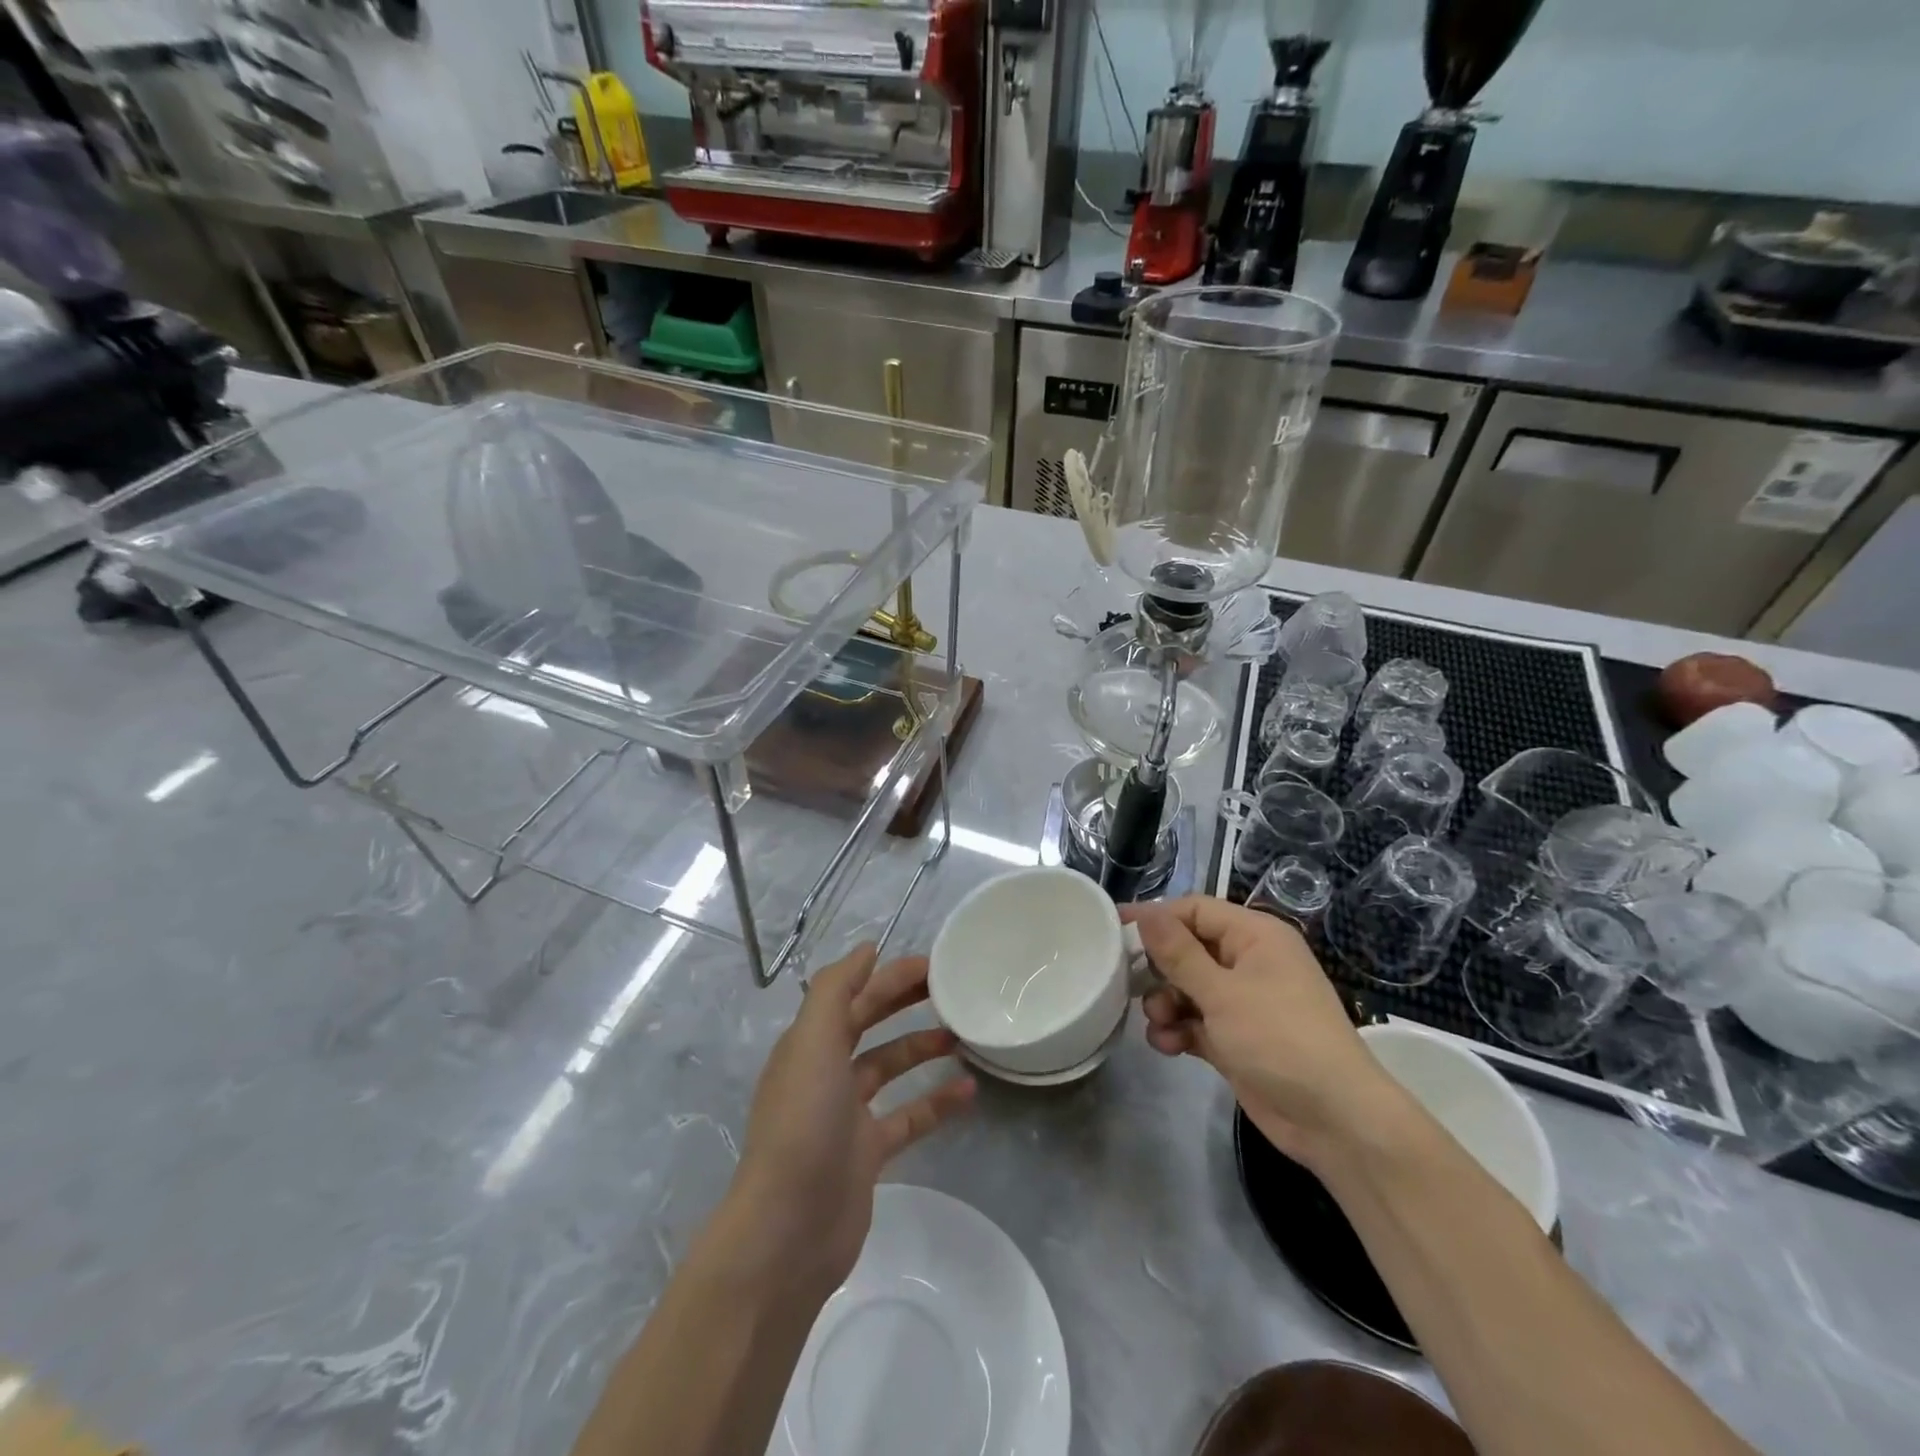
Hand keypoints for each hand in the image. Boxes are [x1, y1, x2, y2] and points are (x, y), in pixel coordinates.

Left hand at [730, 945, 974, 1300]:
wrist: (788, 1231)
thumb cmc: (802, 1124)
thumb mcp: (813, 1043)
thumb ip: (836, 990)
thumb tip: (867, 949)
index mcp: (810, 1044)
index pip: (854, 994)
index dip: (889, 975)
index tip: (932, 962)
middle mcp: (826, 1072)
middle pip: (870, 1024)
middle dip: (905, 1002)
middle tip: (952, 989)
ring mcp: (847, 1115)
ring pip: (891, 1068)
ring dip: (922, 1048)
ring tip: (963, 1034)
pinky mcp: (868, 1153)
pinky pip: (909, 1117)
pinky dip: (936, 1102)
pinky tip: (969, 1091)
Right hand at [1121, 897, 1398, 1168]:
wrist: (1334, 1120)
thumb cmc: (1279, 1039)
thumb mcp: (1222, 992)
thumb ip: (1178, 953)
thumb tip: (1146, 915)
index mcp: (1255, 936)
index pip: (1194, 910)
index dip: (1155, 917)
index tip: (1114, 930)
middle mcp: (1250, 962)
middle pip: (1188, 949)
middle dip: (1159, 968)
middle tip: (1130, 984)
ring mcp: (1244, 1002)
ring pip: (1188, 988)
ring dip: (1166, 1003)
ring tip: (1158, 1023)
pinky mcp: (1237, 1038)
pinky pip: (1197, 1021)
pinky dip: (1180, 1030)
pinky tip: (1168, 1046)